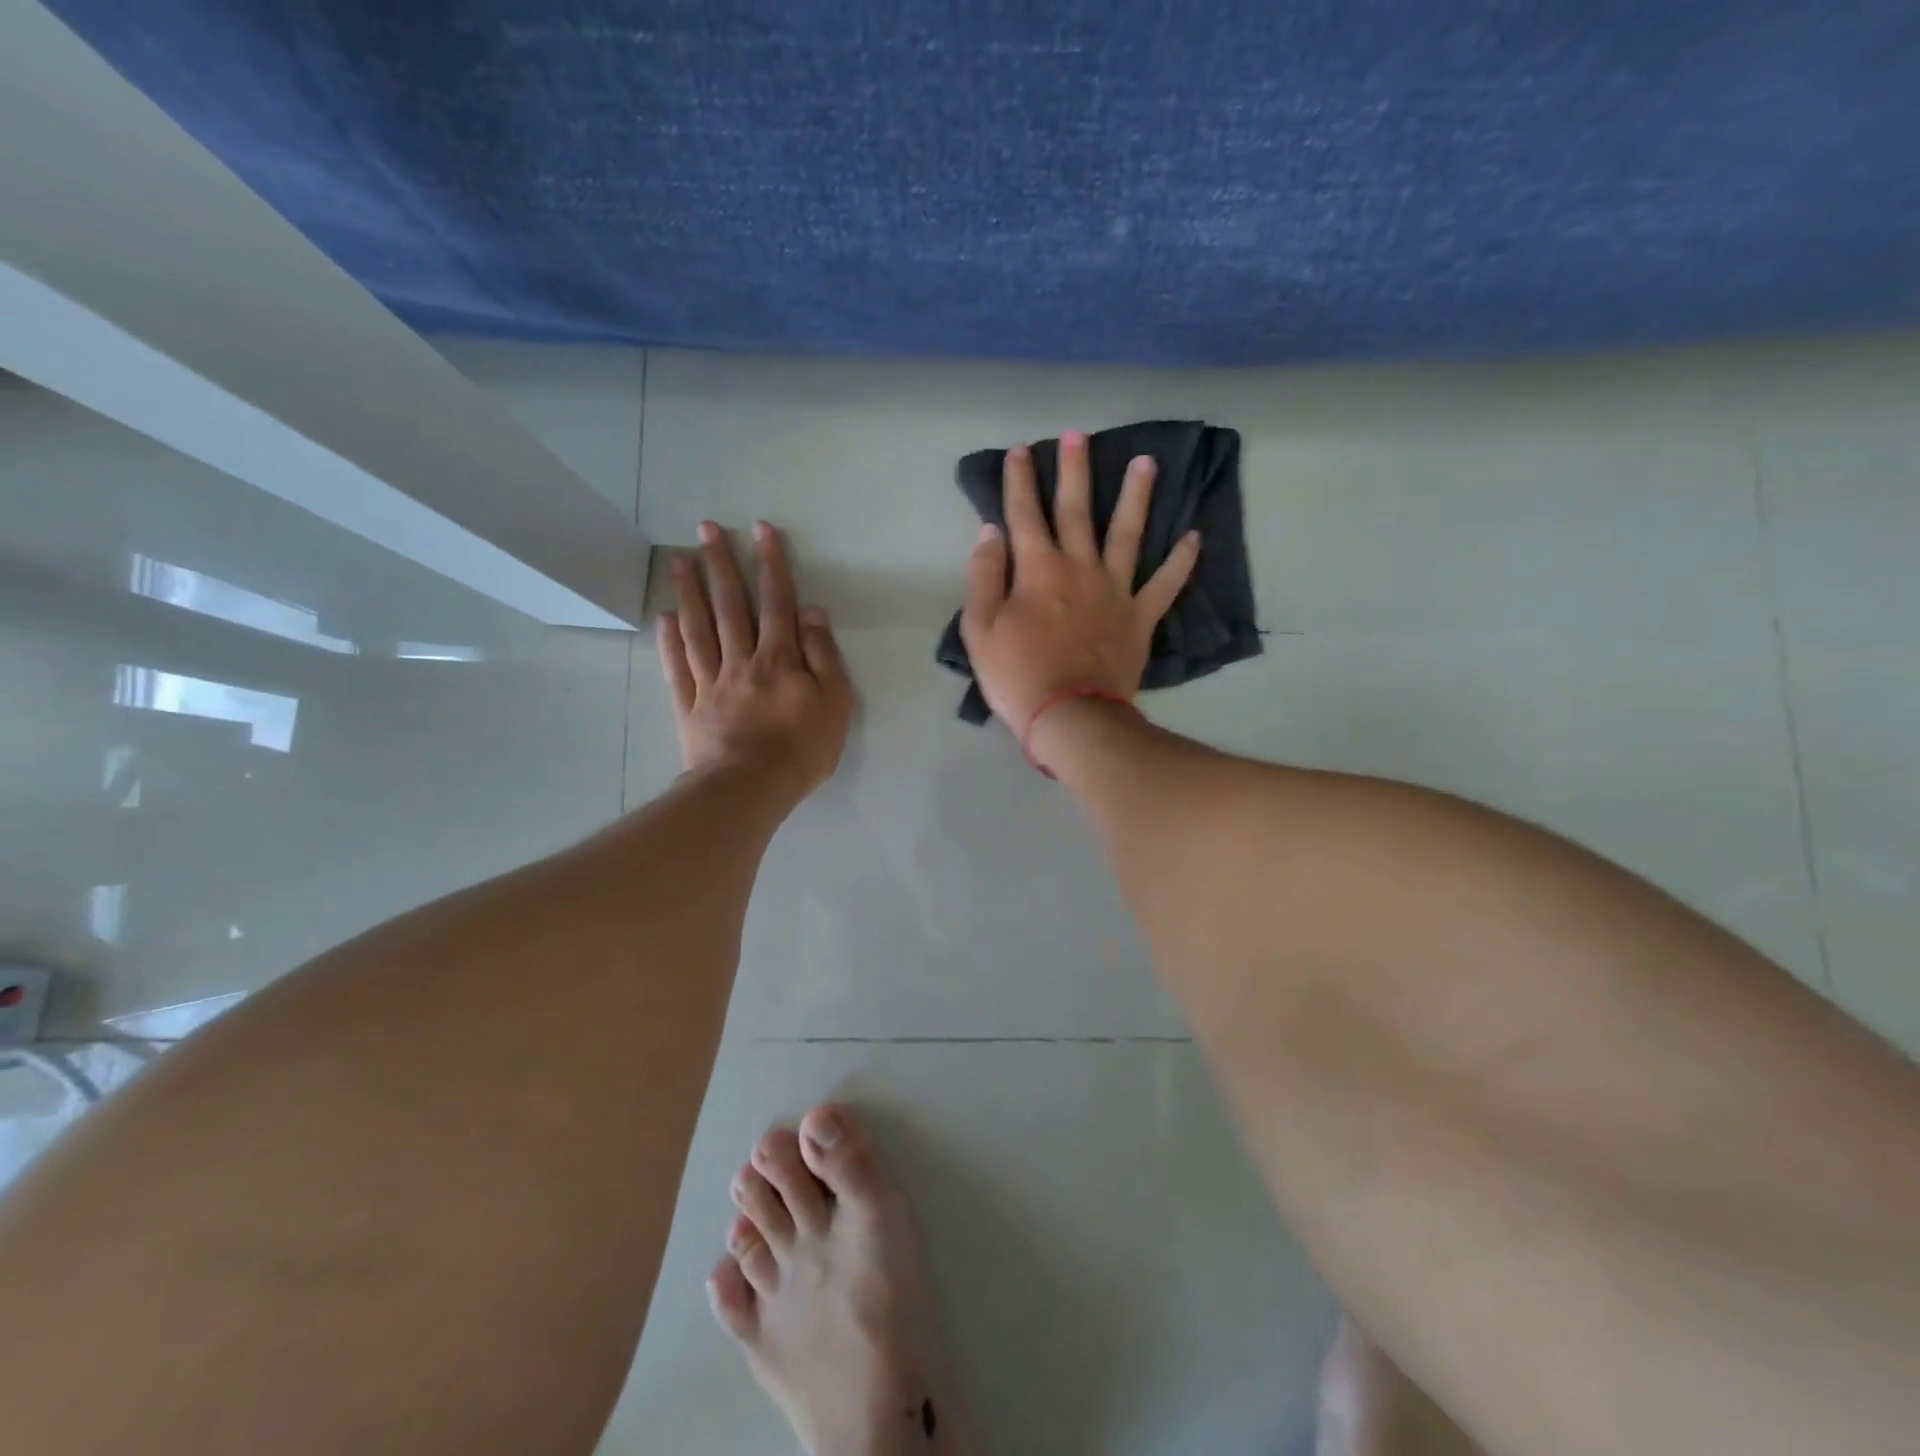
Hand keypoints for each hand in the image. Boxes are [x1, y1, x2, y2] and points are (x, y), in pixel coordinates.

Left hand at [657, 520, 852, 795]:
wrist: (751, 787)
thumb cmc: (802, 748)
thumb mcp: (834, 702)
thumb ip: (823, 654)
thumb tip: (811, 611)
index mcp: (779, 658)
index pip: (776, 601)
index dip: (771, 564)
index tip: (761, 529)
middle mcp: (741, 660)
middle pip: (730, 605)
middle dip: (721, 564)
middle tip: (706, 528)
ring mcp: (710, 682)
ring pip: (698, 628)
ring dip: (690, 592)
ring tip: (681, 560)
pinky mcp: (689, 706)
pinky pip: (677, 667)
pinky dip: (668, 641)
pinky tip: (663, 618)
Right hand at [959, 432, 1199, 731]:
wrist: (1069, 717)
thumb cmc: (1017, 675)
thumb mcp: (980, 628)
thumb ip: (984, 576)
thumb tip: (991, 532)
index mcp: (1038, 569)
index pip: (1025, 514)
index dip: (1020, 480)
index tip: (1021, 451)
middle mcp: (1080, 568)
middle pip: (1077, 510)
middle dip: (1075, 470)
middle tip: (1078, 435)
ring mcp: (1116, 591)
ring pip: (1128, 534)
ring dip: (1136, 496)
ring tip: (1147, 462)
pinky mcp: (1140, 618)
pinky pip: (1165, 584)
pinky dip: (1180, 561)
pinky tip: (1194, 537)